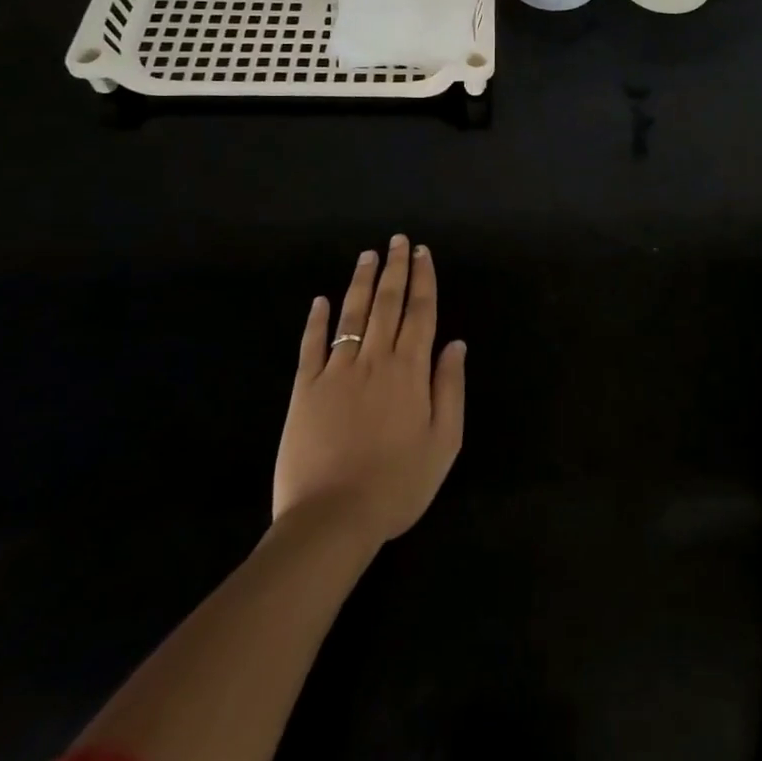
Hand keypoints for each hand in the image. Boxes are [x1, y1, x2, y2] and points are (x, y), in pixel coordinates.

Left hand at [272, 236, 465, 544]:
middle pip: (387, 303)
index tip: (422, 252)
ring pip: (352, 315)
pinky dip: (316, 320)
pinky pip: (312, 345)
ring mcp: (337, 371)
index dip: (423, 279)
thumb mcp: (443, 442)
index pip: (420, 312)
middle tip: (398, 241)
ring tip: (368, 255)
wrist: (332, 520)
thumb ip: (450, 387)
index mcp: (410, 370)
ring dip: (361, 282)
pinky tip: (320, 300)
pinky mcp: (305, 389)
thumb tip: (456, 343)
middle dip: (395, 269)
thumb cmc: (397, 484)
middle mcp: (375, 359)